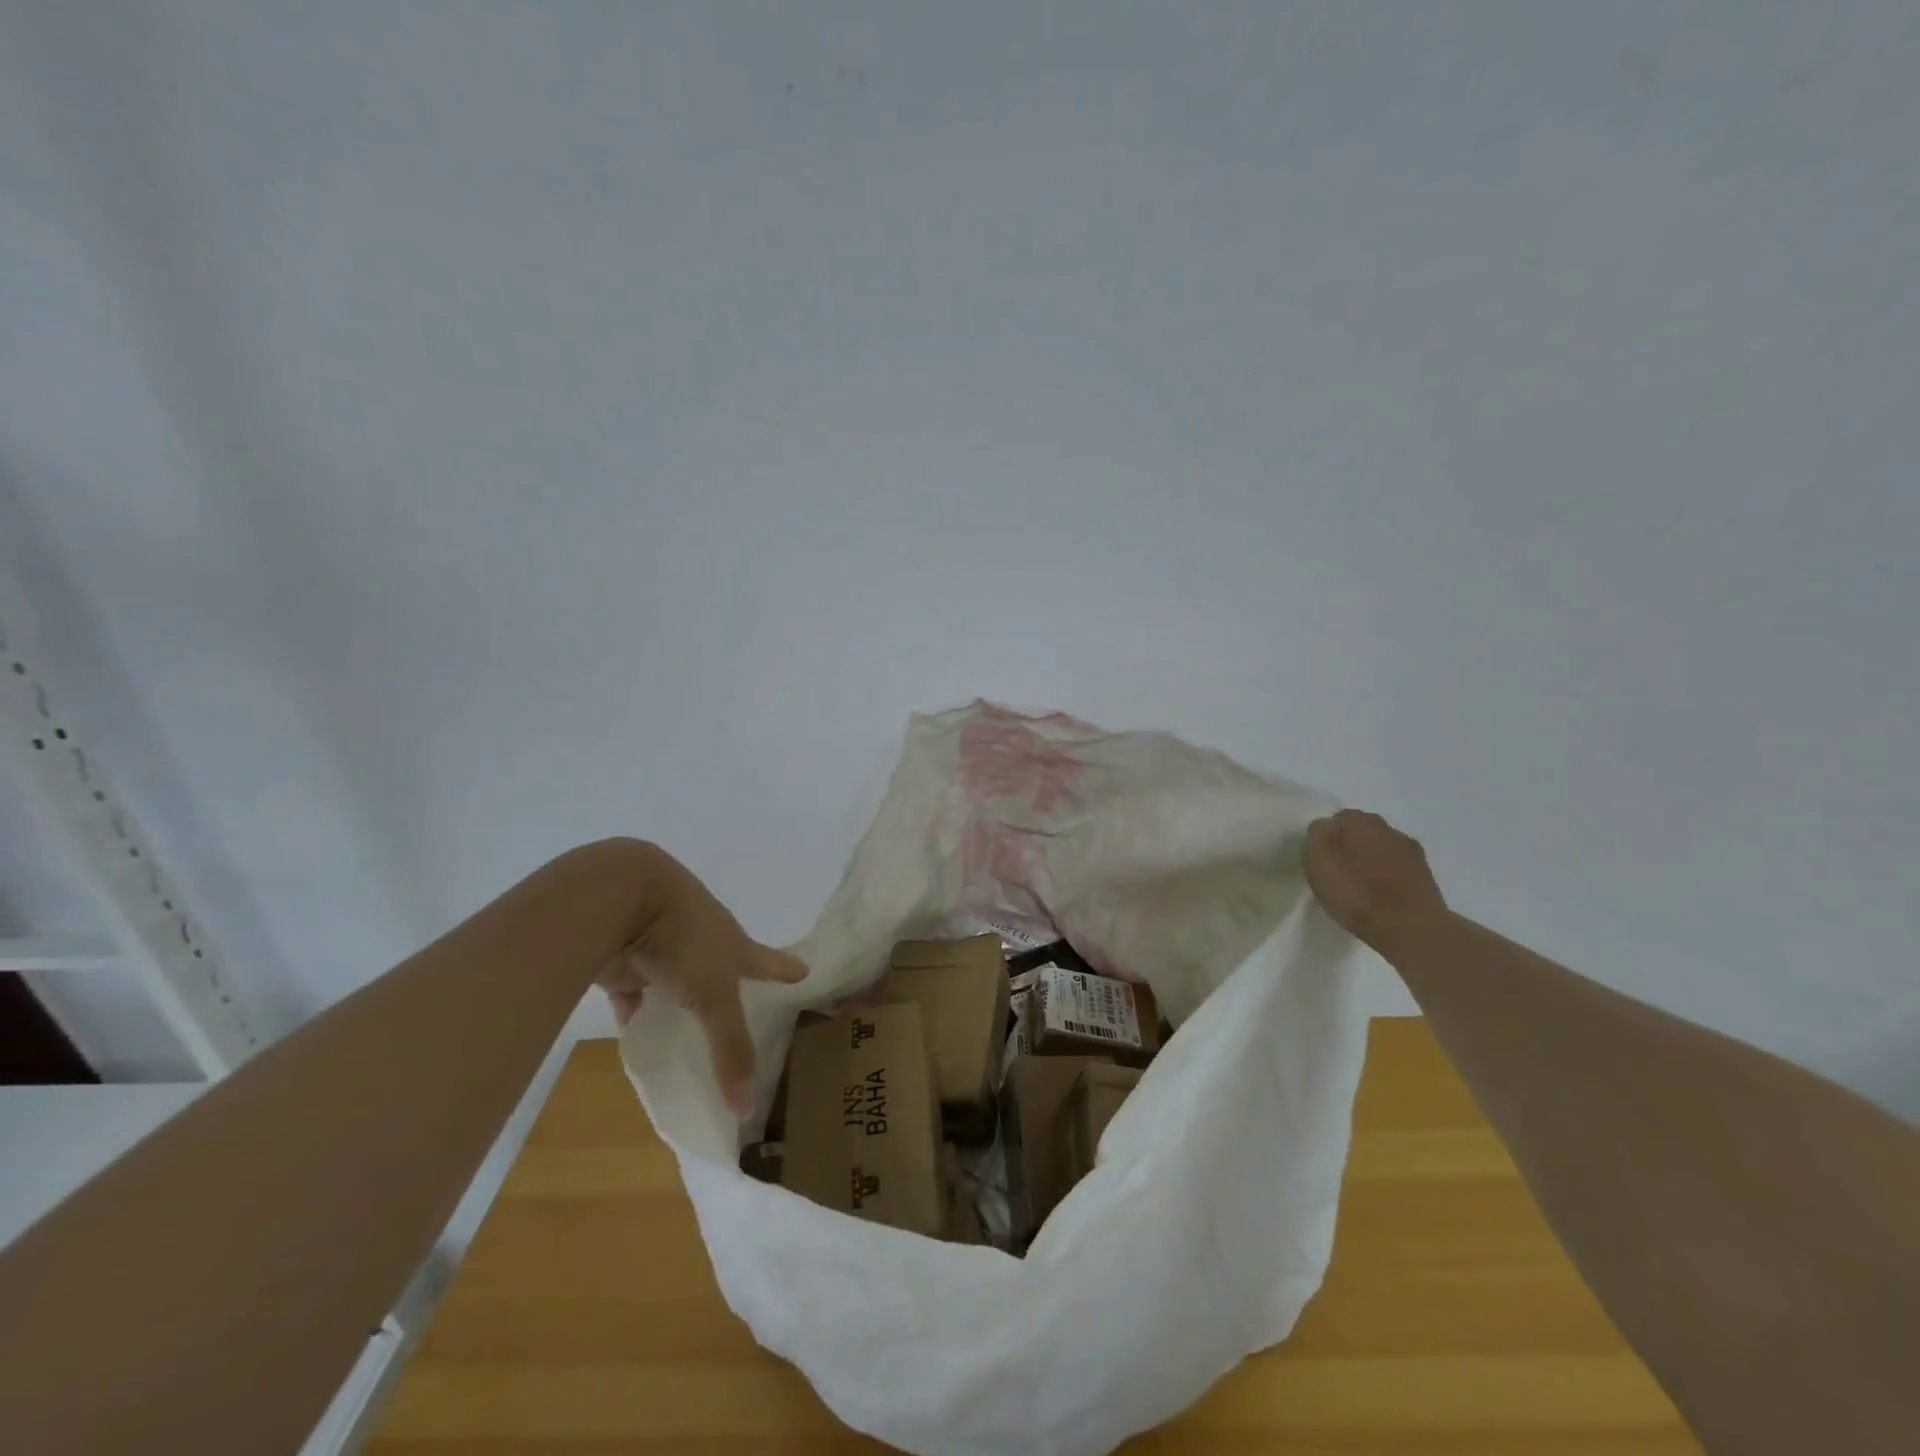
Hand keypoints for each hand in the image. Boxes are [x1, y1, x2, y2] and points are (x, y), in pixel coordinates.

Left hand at [598, 861, 806, 1115]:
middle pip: (724, 968)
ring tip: (693, 1030)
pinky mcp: (626, 963)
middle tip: (748, 1006)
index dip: (785, 969)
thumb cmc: (684, 938)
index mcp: (733, 944)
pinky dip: (637, 1013)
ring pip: (677, 983)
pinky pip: (635, 995)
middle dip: (734, 985)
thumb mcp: (714, 995)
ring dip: (682, 1002)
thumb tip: (746, 1110)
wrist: (620, 898)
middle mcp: (704, 943)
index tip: (805, 971)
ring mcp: (664, 949)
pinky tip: (638, 1034)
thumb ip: (729, 1048)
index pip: (768, 960)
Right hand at [1304, 809, 1447, 957]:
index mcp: (1363, 821)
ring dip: (1372, 863)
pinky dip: (1388, 880)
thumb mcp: (1319, 859)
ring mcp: (1414, 855)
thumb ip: (1317, 835)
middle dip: (1351, 846)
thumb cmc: (1356, 891)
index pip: (1339, 818)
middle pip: (1364, 832)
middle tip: (1338, 872)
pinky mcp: (1427, 880)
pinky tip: (1380, 899)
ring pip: (1384, 851)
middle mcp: (1391, 830)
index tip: (1320, 858)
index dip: (1327, 836)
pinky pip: (1399, 872)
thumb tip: (1325, 827)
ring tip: (1359, 888)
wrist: (1411, 929)